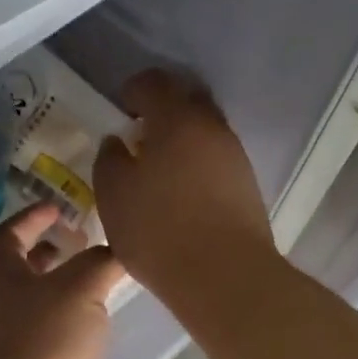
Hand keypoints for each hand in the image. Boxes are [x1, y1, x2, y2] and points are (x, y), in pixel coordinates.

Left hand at [0, 203, 127, 358]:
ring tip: (100, 283)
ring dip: (63, 288)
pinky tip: (97, 328)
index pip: (8, 234)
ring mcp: (14, 343)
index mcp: (3, 276)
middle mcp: (2, 306)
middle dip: (49, 252)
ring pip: (38, 303)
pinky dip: (72, 323)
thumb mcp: (80, 288)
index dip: (30, 217)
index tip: (57, 206)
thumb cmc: (44, 343)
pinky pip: (51, 336)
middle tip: (83, 243)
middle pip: (20, 269)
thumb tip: (113, 252)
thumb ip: (100, 263)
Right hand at [94, 70, 276, 308]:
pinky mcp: (247, 185)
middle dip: (163, 109)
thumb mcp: (114, 195)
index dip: (133, 90)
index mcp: (176, 120)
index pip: (154, 83)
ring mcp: (235, 156)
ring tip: (159, 169)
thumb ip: (110, 160)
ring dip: (182, 138)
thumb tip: (118, 143)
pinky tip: (181, 192)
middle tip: (141, 134)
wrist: (225, 275)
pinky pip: (217, 159)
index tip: (121, 109)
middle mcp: (212, 128)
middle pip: (188, 100)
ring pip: (205, 131)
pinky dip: (197, 163)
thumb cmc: (159, 229)